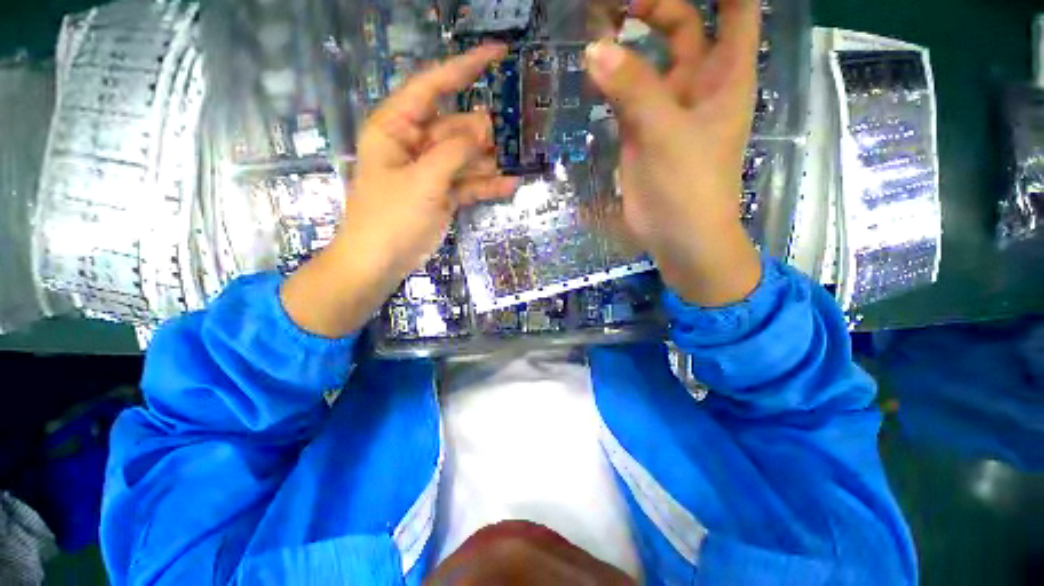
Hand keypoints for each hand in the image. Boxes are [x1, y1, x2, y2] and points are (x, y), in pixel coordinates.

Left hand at [282, 45, 517, 337]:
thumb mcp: (423, 181)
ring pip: (465, 157)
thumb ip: (454, 152)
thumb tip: (483, 128)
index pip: (432, 86)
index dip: (464, 68)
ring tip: (514, 162)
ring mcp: (430, 171)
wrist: (381, 261)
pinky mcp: (442, 194)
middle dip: (481, 132)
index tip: (498, 55)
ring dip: (488, 161)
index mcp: (397, 127)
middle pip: (455, 127)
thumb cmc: (391, 217)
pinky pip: (468, 183)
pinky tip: (509, 186)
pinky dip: (486, 184)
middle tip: (508, 138)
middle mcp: (414, 144)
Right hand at [585, 0, 762, 306]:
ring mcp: (666, 106)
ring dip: (627, 40)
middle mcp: (697, 82)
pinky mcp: (640, 130)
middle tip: (617, 2)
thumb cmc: (689, 185)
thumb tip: (595, 49)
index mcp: (725, 73)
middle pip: (683, 24)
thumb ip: (633, 89)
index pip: (735, 8)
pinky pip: (626, 93)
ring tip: (597, 23)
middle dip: (654, 6)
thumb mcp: (667, 133)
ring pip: (648, 59)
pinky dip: (610, 79)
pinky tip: (592, 67)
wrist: (677, 234)